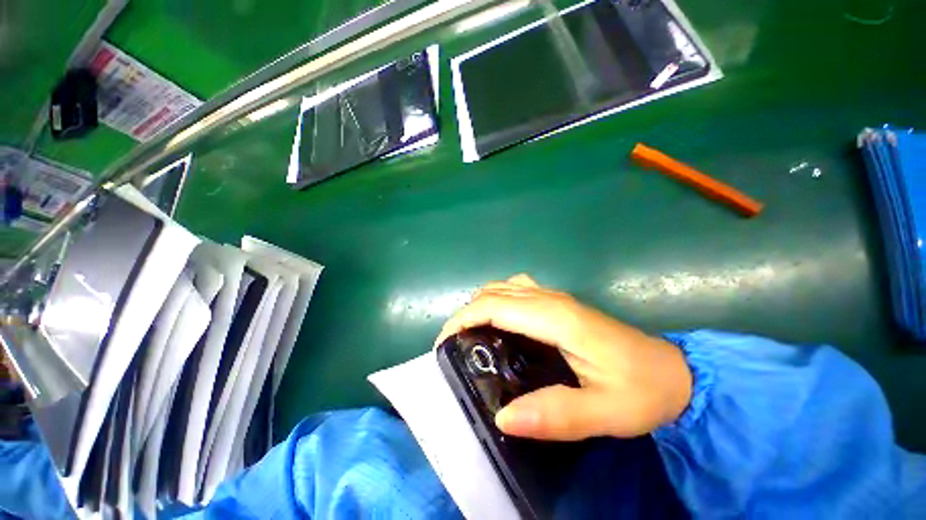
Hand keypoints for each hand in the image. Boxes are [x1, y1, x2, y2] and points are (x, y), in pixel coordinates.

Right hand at [436, 275, 691, 440]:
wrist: (673, 372)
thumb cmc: (641, 391)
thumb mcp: (604, 413)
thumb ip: (555, 416)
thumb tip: (503, 418)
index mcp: (556, 317)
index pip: (494, 307)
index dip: (463, 319)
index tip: (443, 344)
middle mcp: (550, 298)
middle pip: (493, 292)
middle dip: (466, 312)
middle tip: (455, 346)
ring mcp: (555, 296)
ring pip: (503, 286)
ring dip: (480, 304)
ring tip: (472, 334)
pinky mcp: (558, 302)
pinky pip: (516, 290)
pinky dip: (497, 300)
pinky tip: (500, 323)